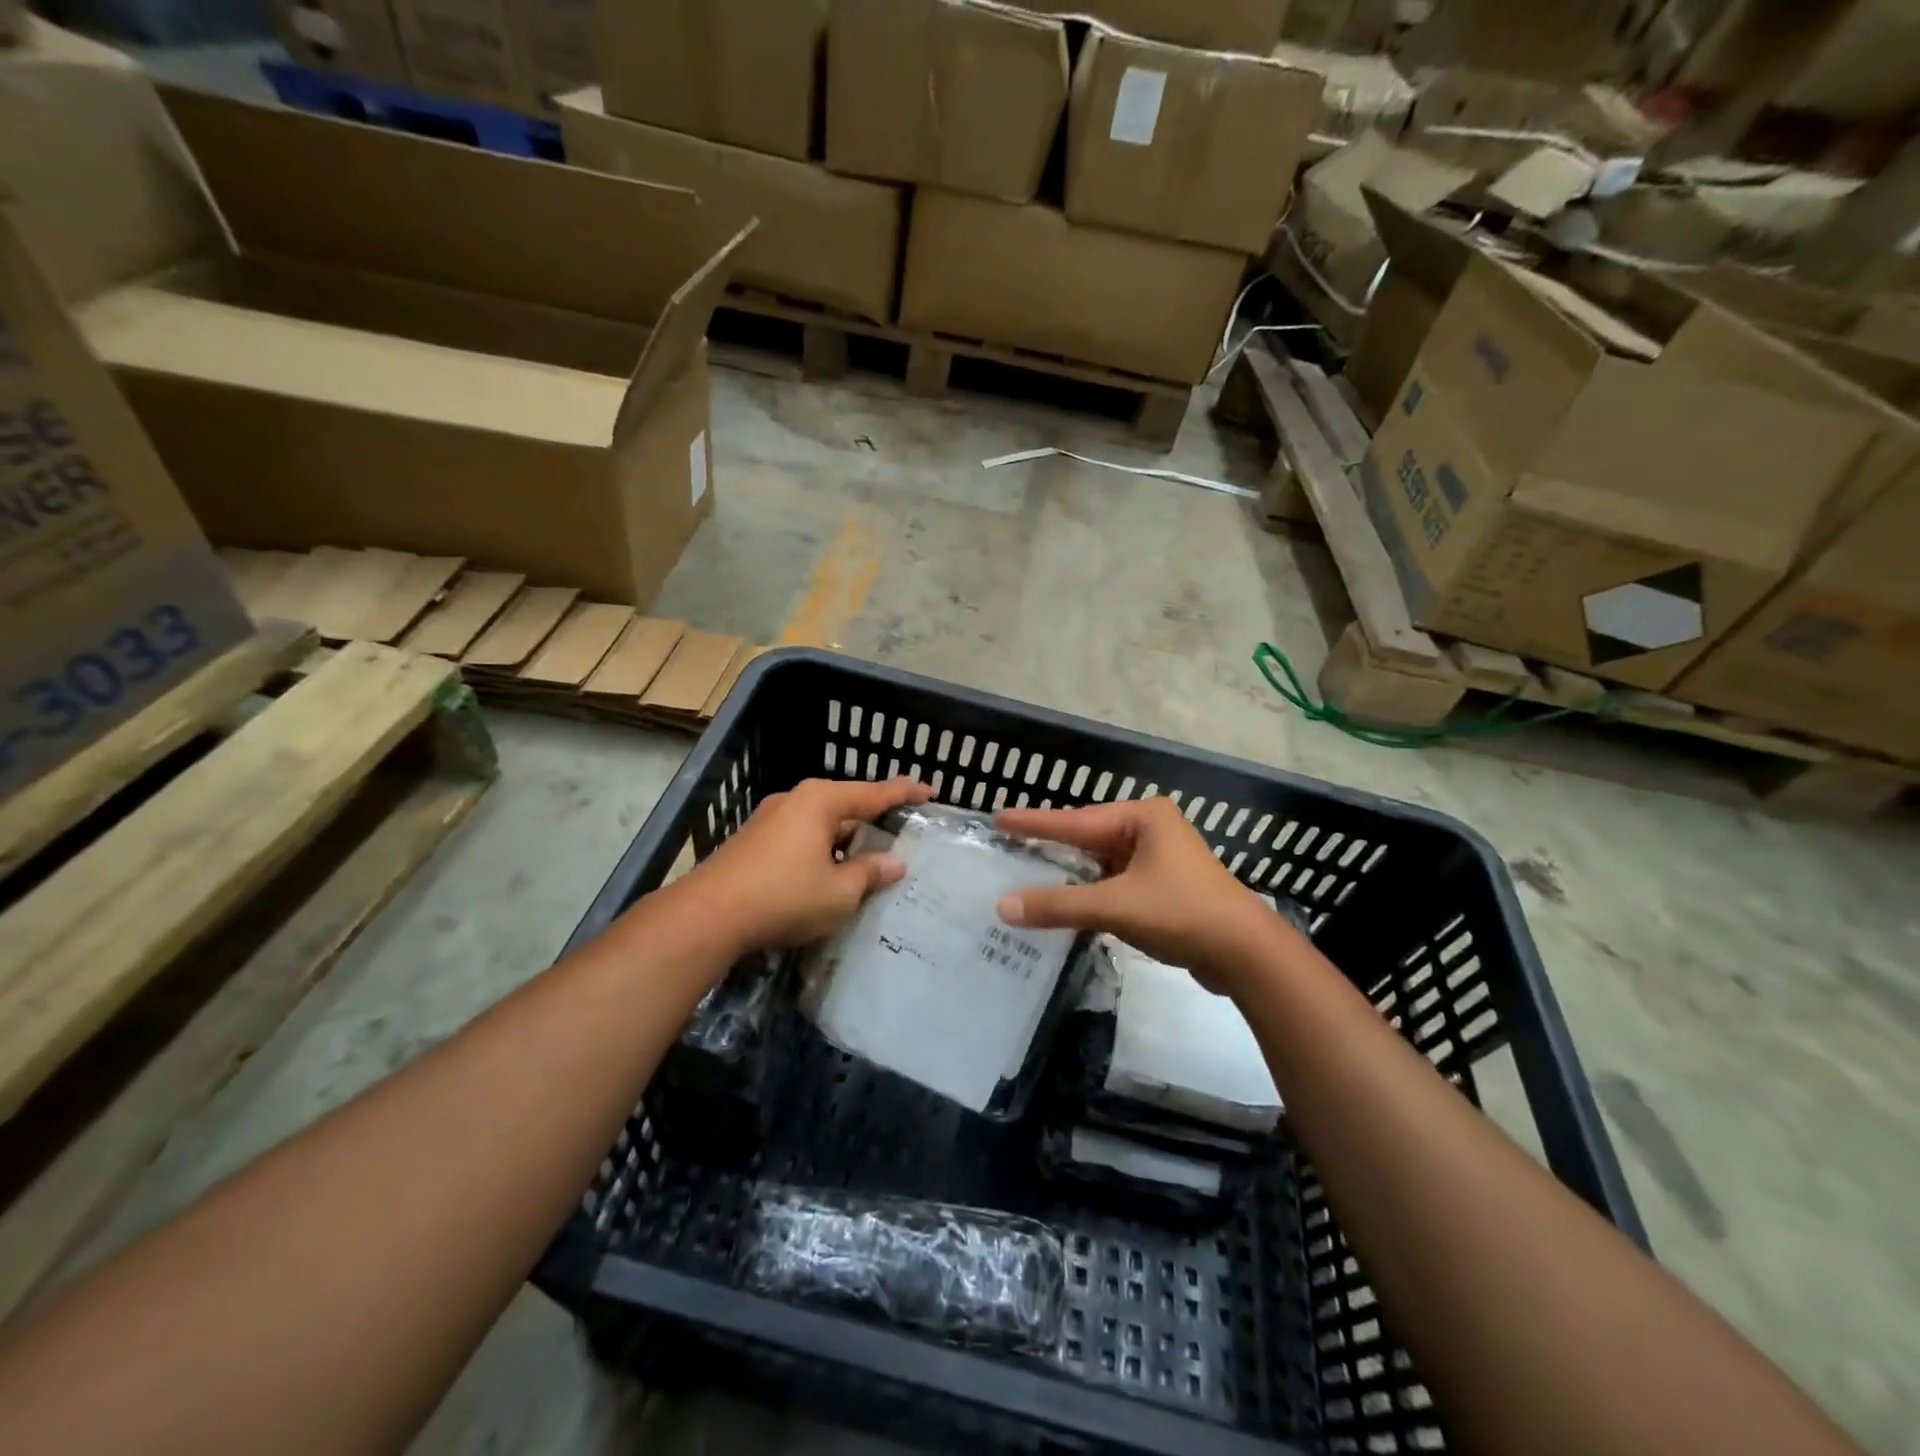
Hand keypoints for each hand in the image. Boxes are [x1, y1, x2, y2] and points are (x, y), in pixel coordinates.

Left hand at [676, 776, 933, 951]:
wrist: (707, 916)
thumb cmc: (783, 897)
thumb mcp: (839, 893)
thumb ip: (870, 874)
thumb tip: (895, 863)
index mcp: (821, 801)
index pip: (875, 793)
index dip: (905, 793)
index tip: (931, 792)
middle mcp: (796, 800)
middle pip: (846, 805)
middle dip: (873, 820)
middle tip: (901, 834)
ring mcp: (770, 819)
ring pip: (822, 824)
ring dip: (846, 840)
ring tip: (869, 860)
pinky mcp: (754, 842)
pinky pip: (802, 838)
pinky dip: (822, 850)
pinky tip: (829, 874)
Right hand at [994, 798, 1281, 995]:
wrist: (1247, 954)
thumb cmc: (1182, 913)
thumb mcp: (1115, 906)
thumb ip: (1059, 905)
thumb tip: (1003, 907)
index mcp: (1143, 818)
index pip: (1076, 820)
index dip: (1035, 823)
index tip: (999, 818)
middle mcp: (1151, 829)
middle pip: (1089, 838)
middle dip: (1053, 846)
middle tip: (1011, 845)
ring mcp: (1161, 859)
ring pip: (1103, 863)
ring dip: (1073, 874)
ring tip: (1031, 873)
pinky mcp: (1166, 887)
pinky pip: (1117, 882)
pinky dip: (1092, 892)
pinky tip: (1069, 903)